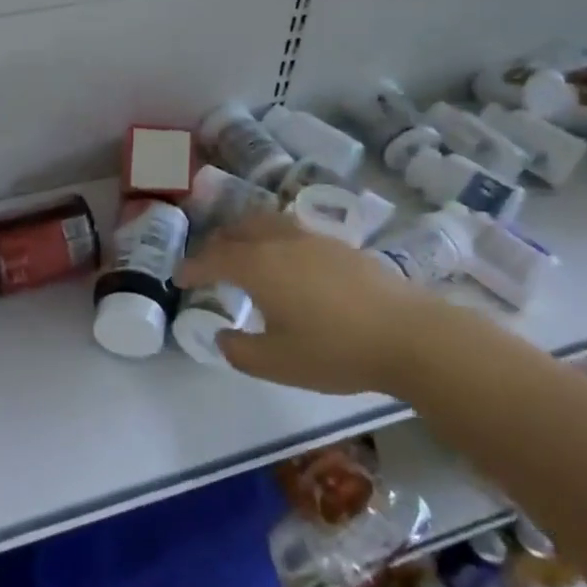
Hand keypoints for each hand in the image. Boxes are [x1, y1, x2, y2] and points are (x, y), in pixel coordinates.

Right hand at [177, 212, 457, 395]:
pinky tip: (286, 260)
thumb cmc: (335, 350)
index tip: (179, 277)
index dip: (192, 266)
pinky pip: (291, 230)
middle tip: (207, 262)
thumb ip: (240, 351)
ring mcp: (312, 238)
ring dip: (245, 234)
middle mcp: (280, 241)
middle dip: (217, 244)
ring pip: (266, 223)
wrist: (408, 334)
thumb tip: (222, 336)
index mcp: (258, 266)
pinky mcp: (339, 244)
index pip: (213, 258)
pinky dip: (273, 238)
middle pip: (238, 230)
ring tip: (243, 252)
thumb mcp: (277, 364)